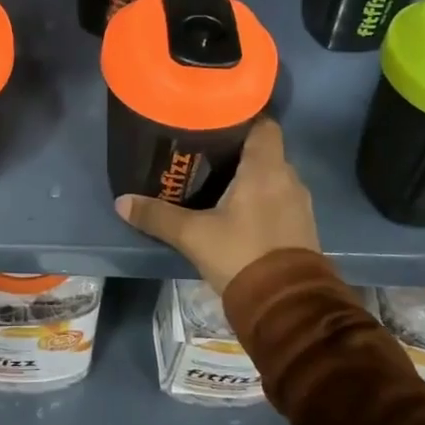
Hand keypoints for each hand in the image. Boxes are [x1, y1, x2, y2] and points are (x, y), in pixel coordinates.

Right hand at [116, 120, 319, 294]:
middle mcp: (288, 178)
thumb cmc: (241, 255)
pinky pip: (280, 200)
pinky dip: (261, 199)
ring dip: (250, 177)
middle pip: (265, 150)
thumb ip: (158, 216)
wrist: (286, 306)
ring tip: (217, 181)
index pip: (264, 124)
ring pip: (273, 177)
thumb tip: (122, 201)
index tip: (216, 121)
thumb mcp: (193, 236)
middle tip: (205, 153)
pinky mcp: (303, 228)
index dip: (243, 118)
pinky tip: (237, 211)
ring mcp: (300, 204)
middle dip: (238, 150)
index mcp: (266, 168)